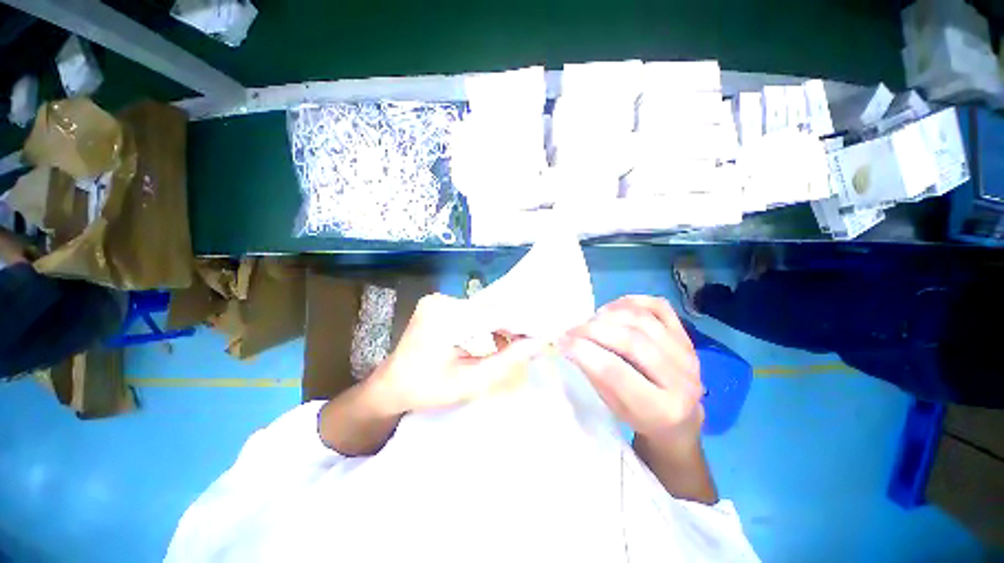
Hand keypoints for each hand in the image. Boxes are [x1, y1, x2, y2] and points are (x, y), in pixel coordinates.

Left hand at [369, 293, 545, 414]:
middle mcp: (442, 301)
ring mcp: (440, 300)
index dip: (521, 323)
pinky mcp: (441, 304)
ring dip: (502, 323)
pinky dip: (489, 322)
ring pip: (484, 308)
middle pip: (490, 308)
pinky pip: (474, 310)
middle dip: (513, 324)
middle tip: (533, 339)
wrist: (390, 385)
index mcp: (445, 318)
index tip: (543, 334)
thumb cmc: (425, 390)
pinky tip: (499, 337)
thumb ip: (506, 361)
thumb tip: (537, 343)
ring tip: (519, 341)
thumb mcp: (469, 382)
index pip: (495, 313)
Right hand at [558, 296, 703, 447]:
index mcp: (661, 410)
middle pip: (631, 340)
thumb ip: (595, 375)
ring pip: (642, 319)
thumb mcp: (614, 407)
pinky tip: (611, 309)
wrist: (680, 417)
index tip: (562, 341)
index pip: (616, 373)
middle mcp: (682, 380)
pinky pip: (658, 305)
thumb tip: (570, 342)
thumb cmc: (639, 416)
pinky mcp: (687, 334)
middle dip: (593, 330)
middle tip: (571, 330)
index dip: (584, 352)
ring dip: (608, 315)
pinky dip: (630, 302)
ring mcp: (688, 352)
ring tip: (590, 321)